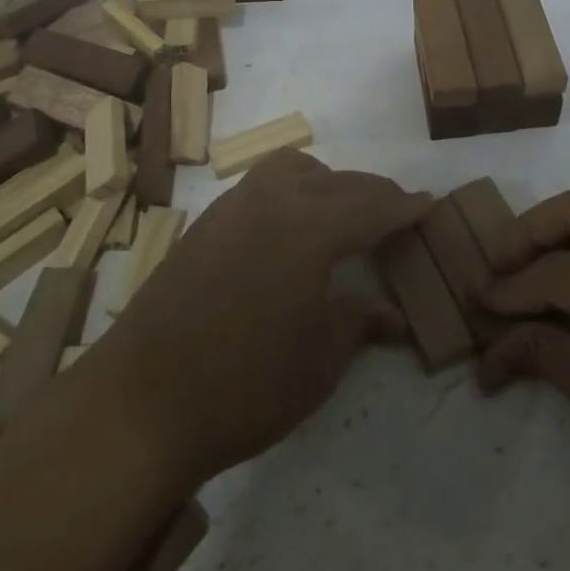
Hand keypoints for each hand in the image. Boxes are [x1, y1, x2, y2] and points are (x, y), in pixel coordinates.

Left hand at [79, 149, 432, 487]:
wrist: (140, 402)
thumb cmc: (244, 388)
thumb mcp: (317, 362)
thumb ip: (357, 323)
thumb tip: (393, 317)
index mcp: (311, 229)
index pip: (372, 207)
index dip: (404, 207)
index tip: (429, 204)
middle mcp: (274, 201)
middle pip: (338, 182)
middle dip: (373, 193)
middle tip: (395, 212)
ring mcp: (233, 206)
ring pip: (293, 168)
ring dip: (326, 180)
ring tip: (340, 212)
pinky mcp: (205, 222)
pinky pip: (260, 184)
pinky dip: (290, 189)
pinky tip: (290, 226)